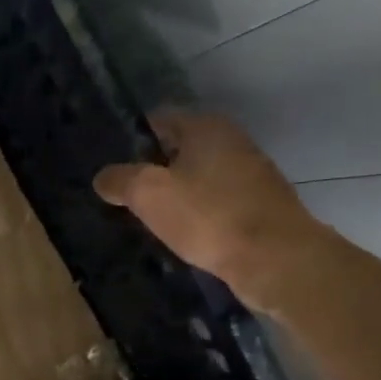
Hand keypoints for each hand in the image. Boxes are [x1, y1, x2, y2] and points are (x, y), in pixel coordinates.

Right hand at [93, 112, 327, 311]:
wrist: (276, 259)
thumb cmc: (208, 215)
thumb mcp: (148, 193)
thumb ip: (120, 180)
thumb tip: (104, 177)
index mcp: (206, 127)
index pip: (158, 120)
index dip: (131, 140)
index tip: (112, 167)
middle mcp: (232, 141)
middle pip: (178, 149)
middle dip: (151, 170)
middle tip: (124, 195)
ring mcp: (250, 174)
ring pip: (197, 177)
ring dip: (174, 194)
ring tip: (148, 218)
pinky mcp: (259, 206)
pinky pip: (215, 202)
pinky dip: (196, 214)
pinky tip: (181, 234)